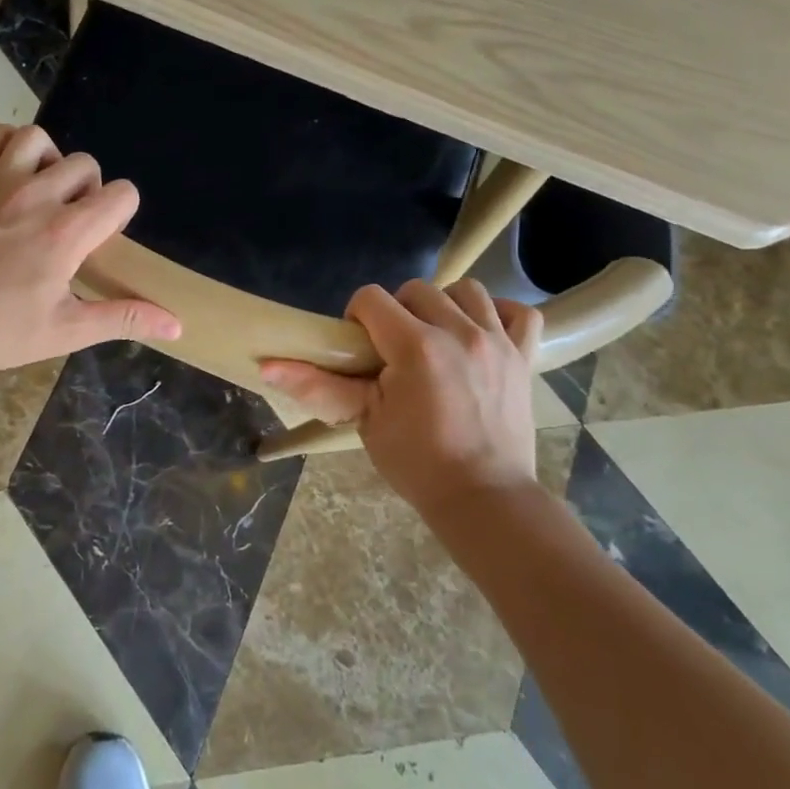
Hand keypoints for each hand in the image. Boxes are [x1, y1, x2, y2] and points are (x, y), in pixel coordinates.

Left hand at [0, 125, 180, 372]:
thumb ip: (123, 319)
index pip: (121, 194)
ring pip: (38, 139)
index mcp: (67, 232)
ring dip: (50, 160)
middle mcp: (37, 196)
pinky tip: (8, 171)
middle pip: (86, 164)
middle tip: (71, 227)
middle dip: (90, 190)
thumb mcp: (65, 331)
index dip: (121, 213)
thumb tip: (177, 324)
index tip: (101, 242)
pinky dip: (4, 145)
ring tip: (43, 192)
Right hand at [261, 279, 541, 512]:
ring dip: (444, 306)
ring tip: (436, 338)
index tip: (360, 349)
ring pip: (466, 290)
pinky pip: (519, 313)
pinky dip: (498, 315)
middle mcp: (459, 332)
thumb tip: (265, 365)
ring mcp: (497, 342)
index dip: (356, 317)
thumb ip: (317, 386)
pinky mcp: (524, 357)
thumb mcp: (362, 421)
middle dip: (397, 311)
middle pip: (416, 289)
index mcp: (416, 347)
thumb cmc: (416, 463)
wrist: (484, 499)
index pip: (372, 298)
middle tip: (393, 350)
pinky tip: (480, 334)